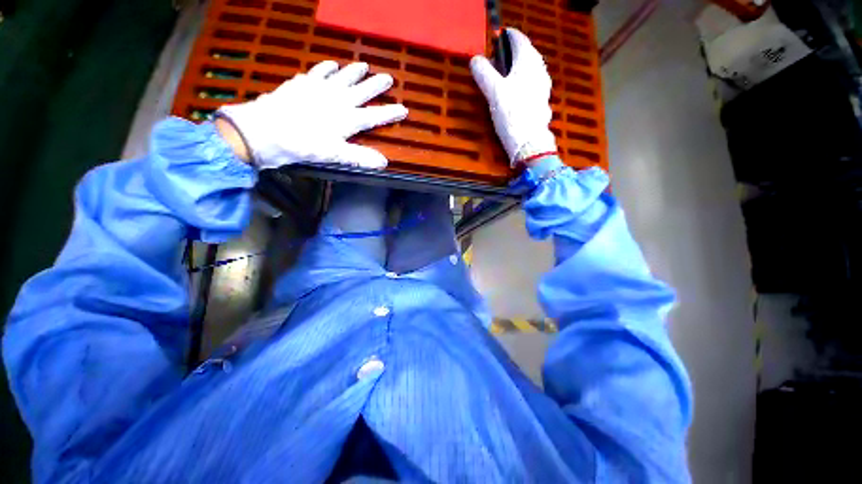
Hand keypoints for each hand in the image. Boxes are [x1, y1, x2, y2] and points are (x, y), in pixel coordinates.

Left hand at [218, 61, 407, 169]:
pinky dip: (326, 67)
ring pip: (343, 77)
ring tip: (364, 65)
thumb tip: (383, 162)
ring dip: (354, 72)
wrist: (266, 130)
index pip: (375, 116)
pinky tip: (332, 63)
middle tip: (388, 78)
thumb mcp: (335, 155)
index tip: (404, 109)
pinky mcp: (303, 84)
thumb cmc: (303, 145)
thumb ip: (360, 157)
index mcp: (348, 119)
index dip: (390, 113)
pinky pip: (318, 72)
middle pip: (362, 91)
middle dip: (376, 85)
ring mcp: (320, 89)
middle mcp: (338, 100)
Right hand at [470, 28, 556, 165]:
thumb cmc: (511, 114)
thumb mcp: (493, 92)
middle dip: (508, 55)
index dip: (504, 37)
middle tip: (493, 62)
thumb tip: (475, 60)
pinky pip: (530, 84)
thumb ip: (483, 73)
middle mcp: (539, 69)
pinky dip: (520, 83)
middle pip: (524, 53)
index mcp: (528, 60)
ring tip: (501, 79)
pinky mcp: (542, 100)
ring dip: (514, 70)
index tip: (493, 42)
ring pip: (528, 69)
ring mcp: (543, 85)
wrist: (528, 143)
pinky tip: (513, 95)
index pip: (517, 38)